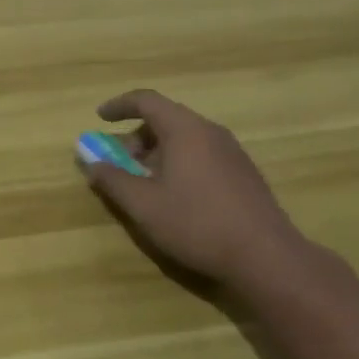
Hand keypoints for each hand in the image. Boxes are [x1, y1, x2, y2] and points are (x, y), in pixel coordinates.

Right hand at [83, 89, 309, 286]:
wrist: (268, 258)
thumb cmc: (198, 224)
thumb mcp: (144, 205)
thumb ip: (112, 180)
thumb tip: (90, 161)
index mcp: (185, 129)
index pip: (146, 100)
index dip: (119, 105)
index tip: (100, 118)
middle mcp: (210, 131)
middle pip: (166, 119)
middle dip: (137, 137)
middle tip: (120, 162)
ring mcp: (232, 152)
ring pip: (185, 138)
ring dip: (158, 153)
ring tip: (146, 183)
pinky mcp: (244, 174)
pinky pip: (203, 154)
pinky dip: (180, 163)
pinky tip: (177, 197)